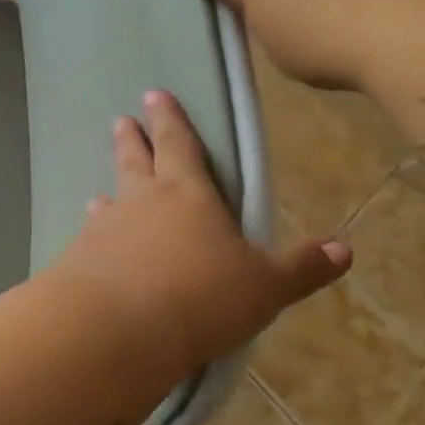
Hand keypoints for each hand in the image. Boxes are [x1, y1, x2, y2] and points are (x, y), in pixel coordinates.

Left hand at [54, 89, 350, 368]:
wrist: (118, 329)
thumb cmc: (200, 297)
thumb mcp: (264, 286)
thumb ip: (300, 268)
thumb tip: (345, 248)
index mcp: (187, 194)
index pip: (179, 145)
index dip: (169, 119)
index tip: (154, 95)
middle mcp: (142, 201)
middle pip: (136, 161)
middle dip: (132, 140)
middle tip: (122, 120)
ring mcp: (106, 229)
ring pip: (109, 200)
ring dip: (109, 191)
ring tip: (100, 192)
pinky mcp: (80, 260)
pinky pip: (89, 239)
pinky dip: (92, 237)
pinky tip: (87, 245)